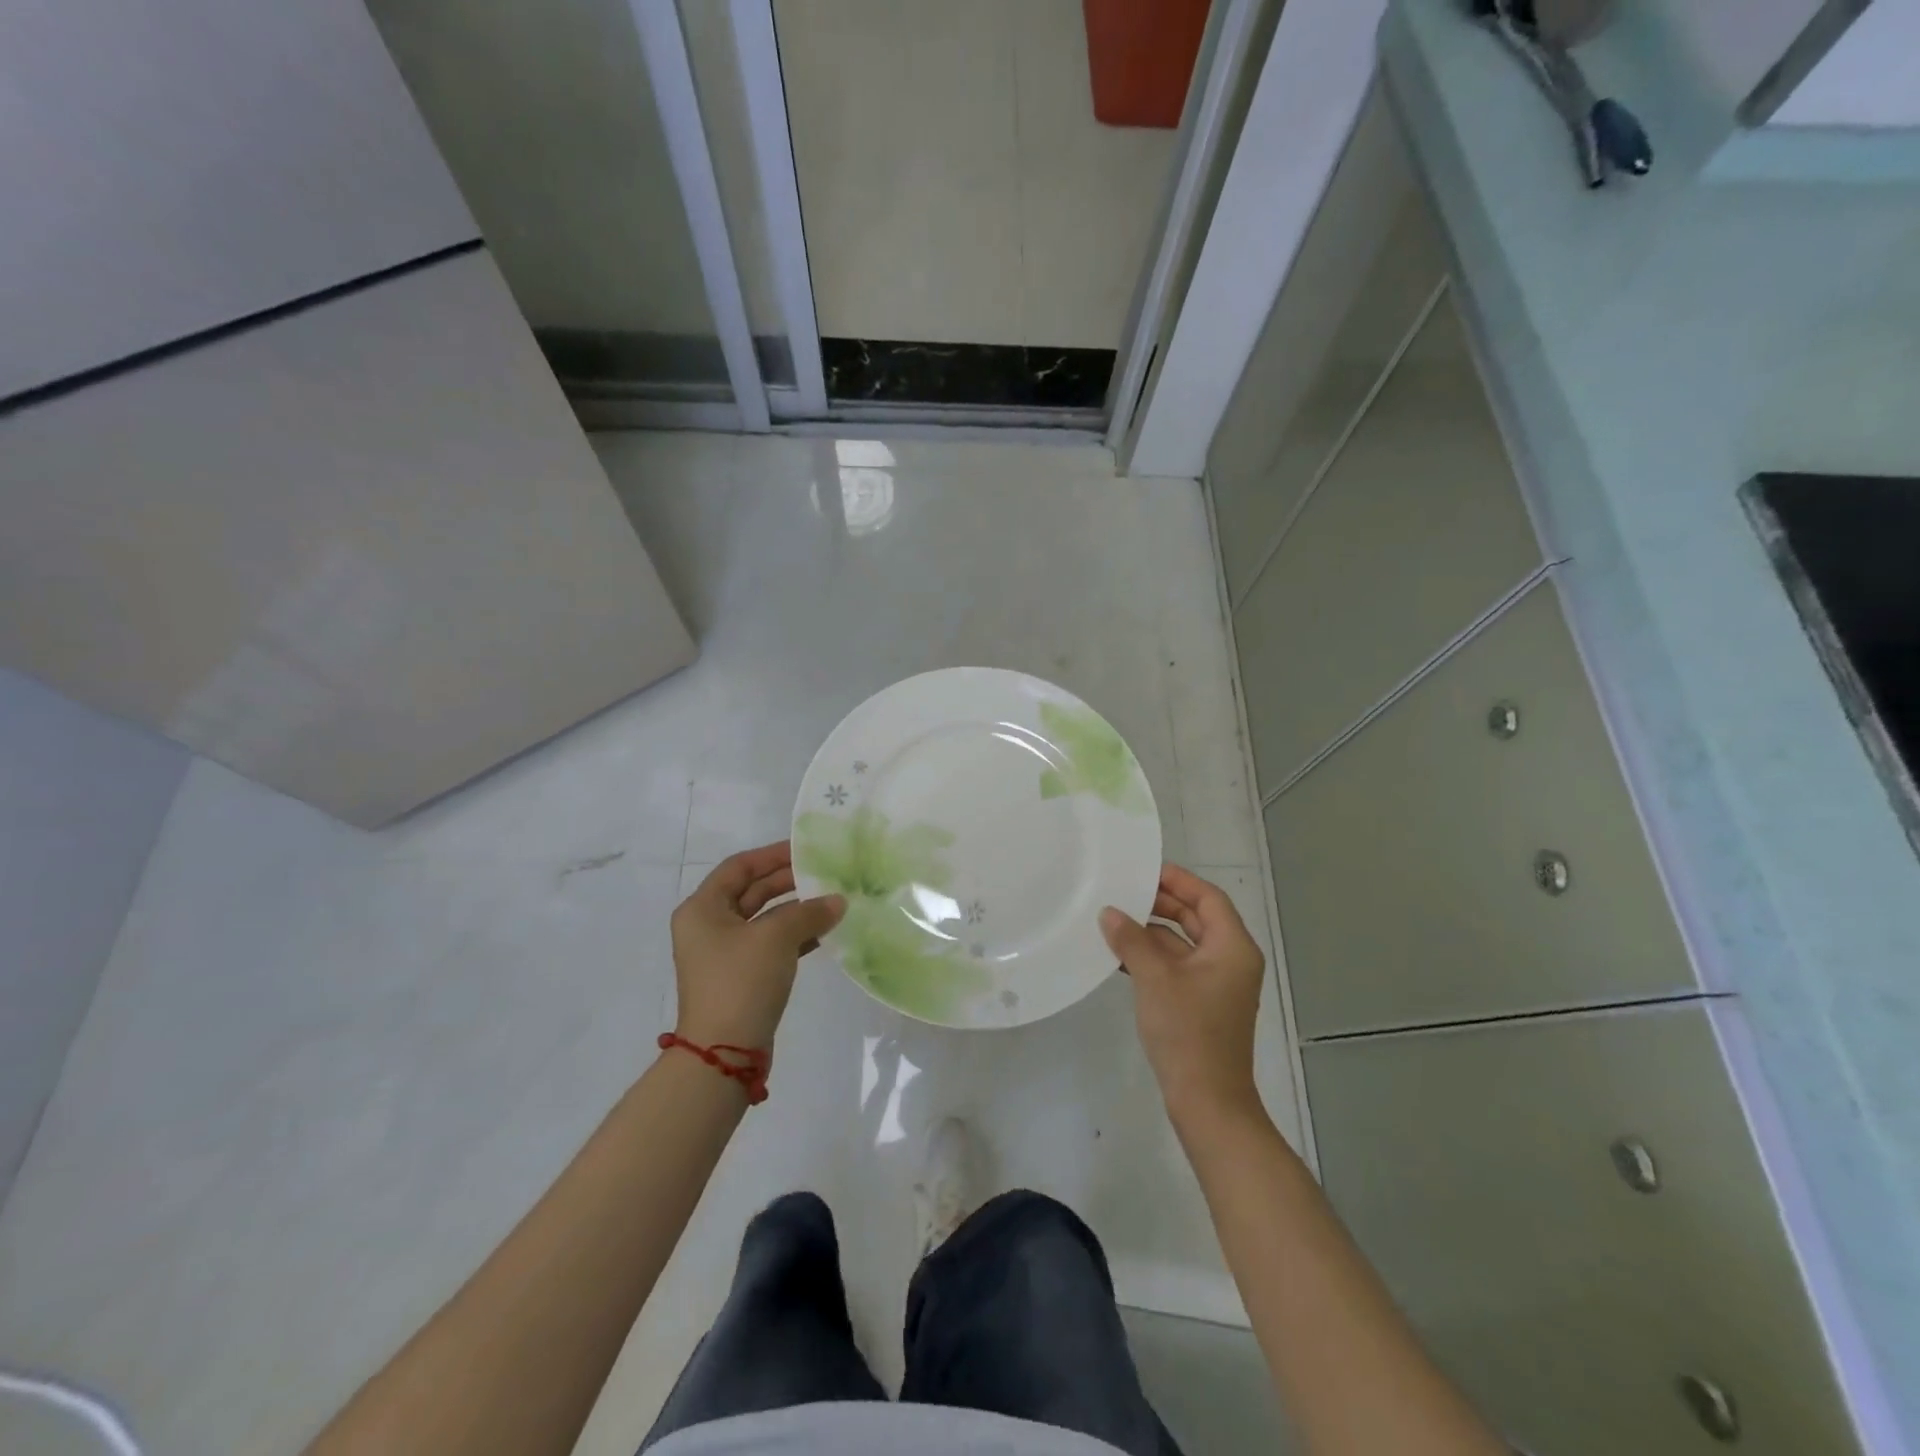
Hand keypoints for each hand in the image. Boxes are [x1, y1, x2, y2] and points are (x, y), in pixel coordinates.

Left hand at [670, 842, 844, 1050]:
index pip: (739, 867)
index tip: (806, 849)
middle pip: (752, 891)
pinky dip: (795, 935)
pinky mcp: (741, 976)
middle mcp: (709, 926)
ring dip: (796, 910)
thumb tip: (838, 901)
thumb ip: (809, 912)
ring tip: (832, 900)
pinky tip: (824, 932)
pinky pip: (771, 944)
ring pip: (765, 919)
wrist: (724, 1053)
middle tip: (825, 873)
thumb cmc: (740, 981)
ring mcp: (724, 953)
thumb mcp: (776, 938)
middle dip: (789, 882)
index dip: (772, 855)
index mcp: (703, 909)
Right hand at [1100, 864, 1265, 1123]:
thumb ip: (1132, 940)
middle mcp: (1230, 960)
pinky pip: (1177, 967)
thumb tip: (1110, 913)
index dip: (1178, 880)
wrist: (1207, 1101)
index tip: (1143, 870)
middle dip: (1161, 904)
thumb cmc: (1188, 1032)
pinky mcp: (1202, 1003)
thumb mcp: (1155, 979)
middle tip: (1123, 892)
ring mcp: (1216, 984)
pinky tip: (1120, 956)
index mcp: (1232, 947)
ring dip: (1152, 932)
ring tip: (1113, 920)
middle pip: (1197, 918)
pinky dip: (1153, 957)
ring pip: (1184, 944)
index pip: (1208, 898)